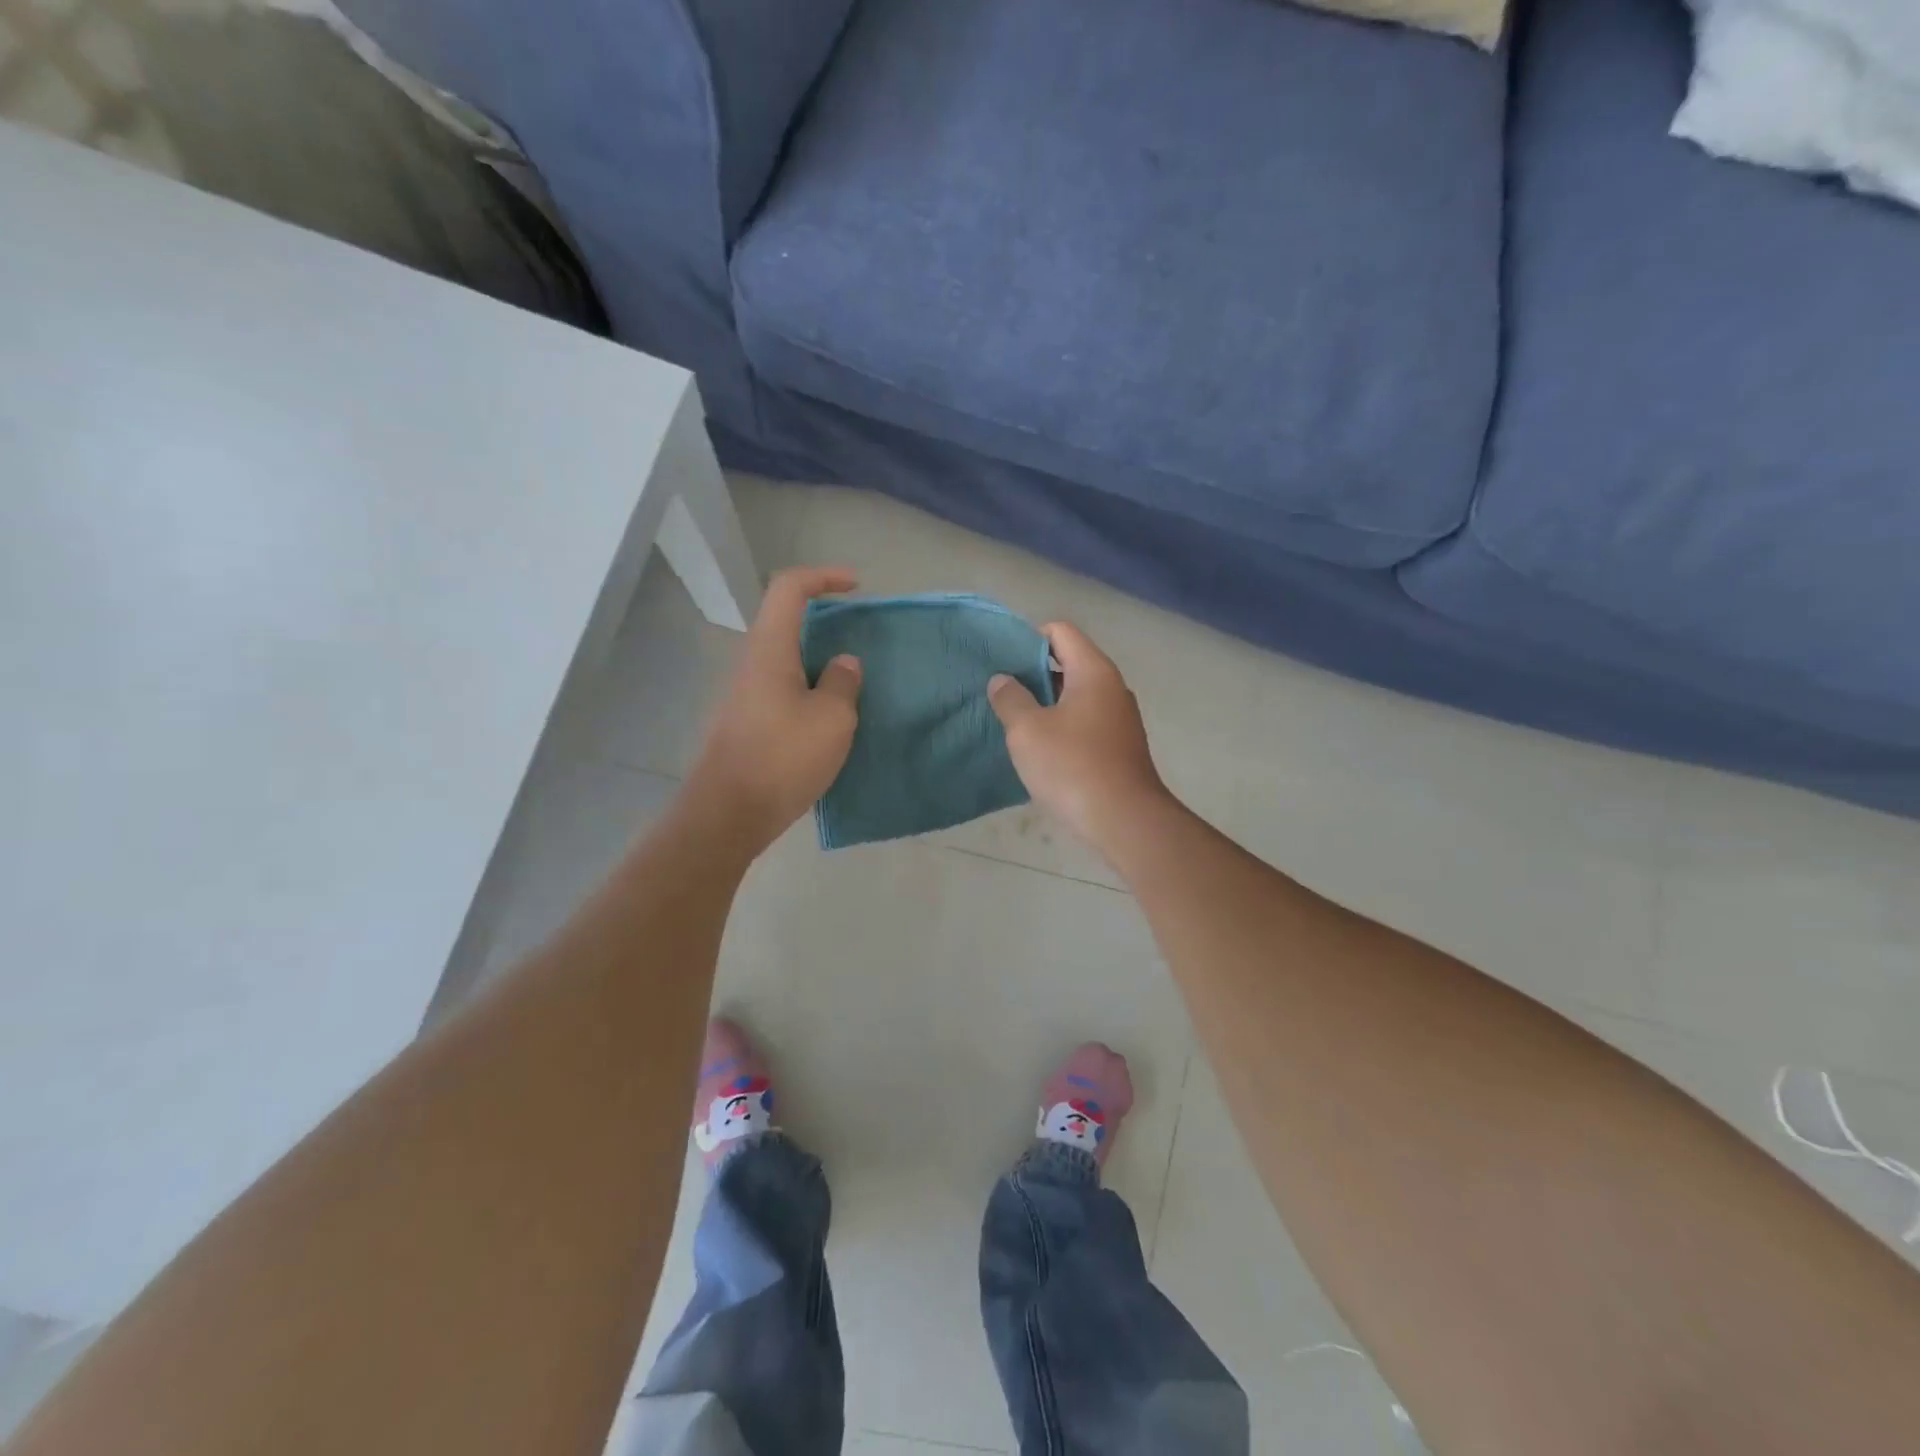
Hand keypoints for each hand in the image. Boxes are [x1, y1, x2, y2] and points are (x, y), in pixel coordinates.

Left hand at [685, 566, 862, 853]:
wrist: (728, 814)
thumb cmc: (783, 758)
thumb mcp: (832, 719)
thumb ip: (843, 683)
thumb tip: (844, 664)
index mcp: (770, 650)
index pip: (789, 589)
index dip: (823, 576)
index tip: (855, 587)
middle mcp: (752, 664)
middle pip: (785, 622)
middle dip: (824, 622)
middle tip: (859, 640)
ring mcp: (745, 695)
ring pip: (784, 660)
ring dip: (818, 662)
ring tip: (852, 686)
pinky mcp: (746, 723)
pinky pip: (782, 690)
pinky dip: (809, 690)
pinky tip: (830, 720)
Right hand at [988, 621, 1168, 852]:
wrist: (1125, 821)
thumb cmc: (1072, 767)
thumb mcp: (1027, 731)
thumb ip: (1010, 698)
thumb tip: (1002, 680)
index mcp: (1093, 671)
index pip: (1060, 631)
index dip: (1028, 639)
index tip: (1003, 663)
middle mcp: (1112, 687)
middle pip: (1069, 662)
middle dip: (1033, 674)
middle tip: (1002, 693)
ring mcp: (1120, 719)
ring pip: (1076, 696)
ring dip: (1046, 704)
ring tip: (1015, 722)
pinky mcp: (1120, 746)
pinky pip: (1085, 722)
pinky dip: (1062, 726)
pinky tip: (1041, 750)